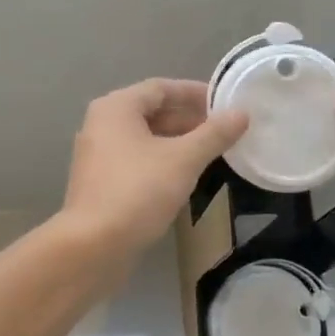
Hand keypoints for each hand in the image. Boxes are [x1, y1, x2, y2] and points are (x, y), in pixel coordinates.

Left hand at [59, 78, 247, 280]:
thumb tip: (241, 113)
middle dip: (189, 119)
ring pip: (145, 138)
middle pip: (152, 111)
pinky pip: (137, 160)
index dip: (195, 93)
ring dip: (178, 141)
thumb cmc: (138, 191)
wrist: (92, 247)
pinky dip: (162, 161)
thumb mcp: (183, 160)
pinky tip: (186, 175)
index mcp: (116, 108)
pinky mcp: (101, 183)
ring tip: (212, 151)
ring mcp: (98, 155)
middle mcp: (102, 125)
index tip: (225, 103)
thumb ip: (214, 134)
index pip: (161, 88)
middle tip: (224, 129)